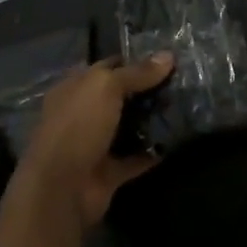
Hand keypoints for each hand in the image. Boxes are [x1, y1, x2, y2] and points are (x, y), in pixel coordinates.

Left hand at [9, 54, 173, 227]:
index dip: (135, 60)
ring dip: (151, 120)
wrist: (61, 190)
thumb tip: (168, 55)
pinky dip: (152, 152)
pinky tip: (176, 140)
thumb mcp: (107, 87)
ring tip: (184, 107)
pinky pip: (135, 158)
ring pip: (129, 126)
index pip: (109, 66)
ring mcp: (96, 143)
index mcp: (76, 87)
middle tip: (181, 82)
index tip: (166, 59)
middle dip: (148, 90)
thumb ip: (138, 72)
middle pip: (121, 96)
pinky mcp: (108, 172)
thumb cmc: (78, 126)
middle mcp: (84, 113)